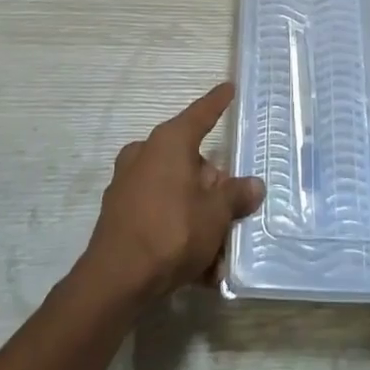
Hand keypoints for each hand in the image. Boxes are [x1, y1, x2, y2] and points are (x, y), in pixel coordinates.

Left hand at [81, 83, 263, 304]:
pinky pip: (160, 215)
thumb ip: (236, 196)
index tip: (228, 87)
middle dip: (213, 188)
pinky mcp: (120, 215)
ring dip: (198, 217)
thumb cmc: (172, 231)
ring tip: (219, 254)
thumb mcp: (215, 214)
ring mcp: (128, 184)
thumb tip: (254, 185)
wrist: (115, 281)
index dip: (217, 102)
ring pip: (176, 193)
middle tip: (232, 213)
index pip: (201, 115)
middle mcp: (146, 154)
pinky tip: (199, 269)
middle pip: (191, 162)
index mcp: (169, 142)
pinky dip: (179, 233)